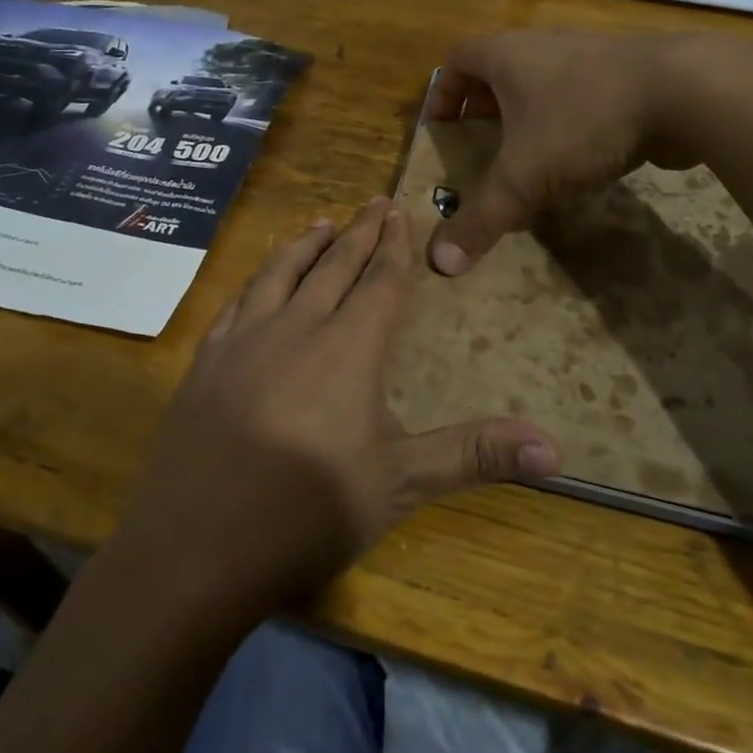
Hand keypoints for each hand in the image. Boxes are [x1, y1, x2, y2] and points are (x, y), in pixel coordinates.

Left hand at [114, 198, 559, 617]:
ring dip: (305, 245)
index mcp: (347, 350)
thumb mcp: (400, 485)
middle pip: (332, 267)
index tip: (399, 212)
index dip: (394, 247)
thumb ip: (473, 455)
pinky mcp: (205, 364)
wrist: (194, 549)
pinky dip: (257, 280)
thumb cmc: (306, 514)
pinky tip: (258, 283)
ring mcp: (242, 342)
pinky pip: (237, 303)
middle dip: (358, 233)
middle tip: (372, 203)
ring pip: (279, 274)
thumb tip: (557, 449)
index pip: (379, 283)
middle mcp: (295, 329)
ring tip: (321, 224)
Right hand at [424, 31, 689, 275]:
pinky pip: (579, 98)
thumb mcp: (523, 177)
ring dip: (528, 120)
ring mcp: (587, 58)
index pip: (456, 63)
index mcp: (506, 56)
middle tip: (478, 152)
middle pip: (497, 74)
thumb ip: (481, 219)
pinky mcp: (625, 78)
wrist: (685, 92)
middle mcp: (542, 47)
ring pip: (541, 86)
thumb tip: (440, 265)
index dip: (441, 96)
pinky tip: (577, 162)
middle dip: (483, 113)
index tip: (440, 131)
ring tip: (524, 163)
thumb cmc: (583, 121)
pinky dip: (567, 126)